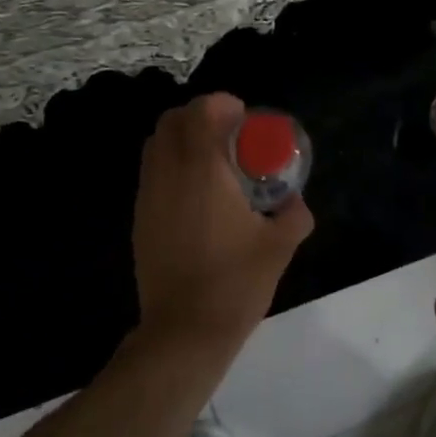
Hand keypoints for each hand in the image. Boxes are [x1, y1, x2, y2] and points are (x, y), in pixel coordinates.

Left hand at [131, 93, 314, 355]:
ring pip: (156, 144)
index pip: (201, 112)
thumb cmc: (234, 283)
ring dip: (182, 139)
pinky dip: (171, 165)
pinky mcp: (139, 218)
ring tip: (211, 162)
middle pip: (171, 120)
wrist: (183, 332)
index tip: (244, 118)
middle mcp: (169, 173)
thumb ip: (294, 215)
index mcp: (203, 171)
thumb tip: (295, 201)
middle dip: (199, 117)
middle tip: (229, 136)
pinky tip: (196, 195)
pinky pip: (151, 172)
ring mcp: (148, 195)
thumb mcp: (279, 247)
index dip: (222, 104)